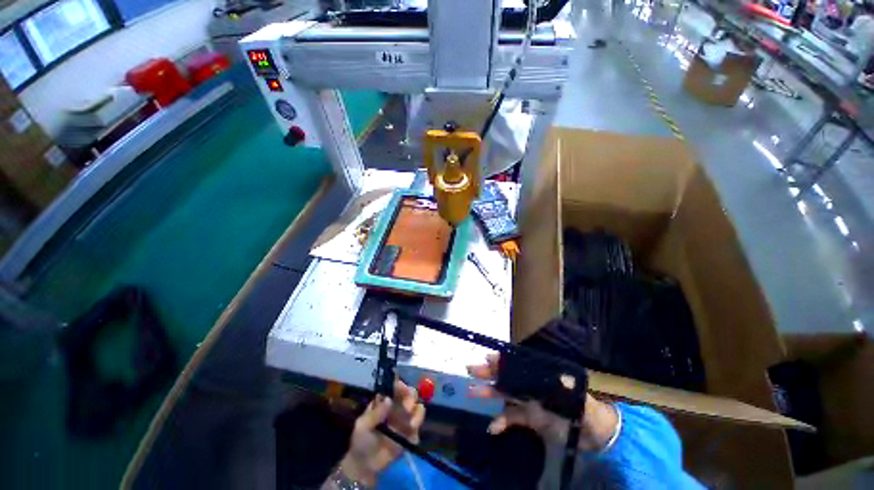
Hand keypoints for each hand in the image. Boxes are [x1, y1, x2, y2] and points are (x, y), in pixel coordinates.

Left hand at [340, 380, 425, 485]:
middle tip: (407, 408)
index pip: (395, 387)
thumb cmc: (361, 441)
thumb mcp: (363, 427)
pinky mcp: (409, 433)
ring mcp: (404, 419)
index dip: (400, 385)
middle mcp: (397, 406)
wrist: (365, 466)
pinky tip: (410, 437)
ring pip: (418, 408)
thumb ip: (375, 414)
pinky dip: (417, 428)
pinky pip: (418, 426)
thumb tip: (388, 399)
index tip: (403, 389)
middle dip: (411, 397)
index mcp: (384, 401)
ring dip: (418, 413)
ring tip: (411, 424)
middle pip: (410, 394)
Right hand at [467, 353, 618, 451]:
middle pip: (507, 377)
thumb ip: (571, 391)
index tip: (488, 357)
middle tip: (471, 368)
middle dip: (489, 372)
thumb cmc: (589, 413)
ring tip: (471, 392)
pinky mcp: (530, 420)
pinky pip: (511, 419)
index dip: (503, 361)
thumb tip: (560, 378)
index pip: (519, 366)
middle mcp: (532, 387)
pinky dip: (501, 422)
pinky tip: (492, 427)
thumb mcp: (582, 401)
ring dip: (488, 393)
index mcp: (542, 379)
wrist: (595, 437)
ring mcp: (529, 403)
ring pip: (505, 395)